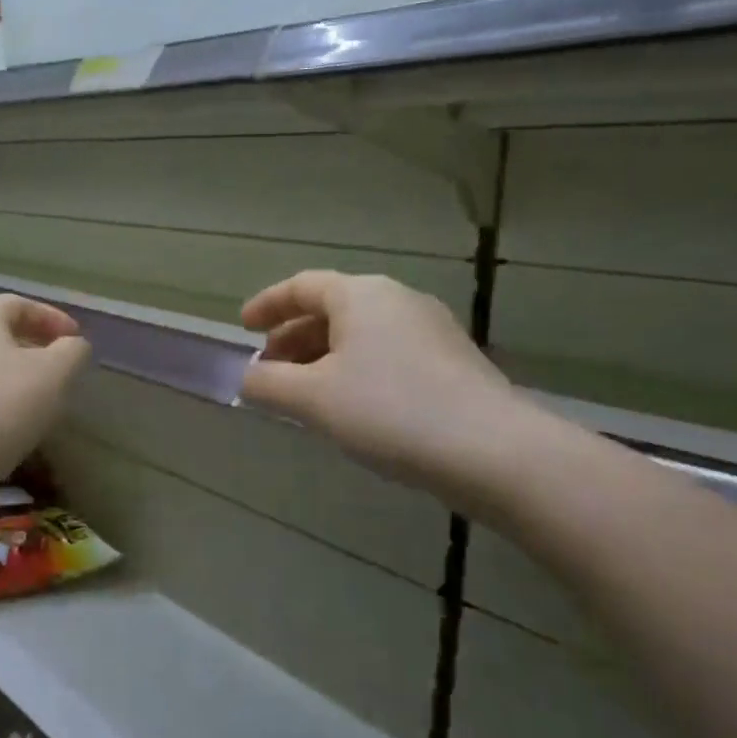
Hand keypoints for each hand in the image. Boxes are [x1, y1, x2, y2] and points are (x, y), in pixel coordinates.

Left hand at [0, 295, 91, 481]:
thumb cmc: (2, 404)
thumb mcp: (55, 373)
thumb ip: (72, 352)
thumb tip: (73, 345)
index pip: (18, 304)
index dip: (51, 317)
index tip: (75, 338)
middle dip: (29, 344)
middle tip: (55, 364)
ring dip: (7, 373)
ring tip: (34, 396)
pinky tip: (5, 422)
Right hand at [240, 271, 533, 500]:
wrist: (494, 451)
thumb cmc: (390, 411)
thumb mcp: (314, 399)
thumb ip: (269, 384)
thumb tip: (247, 378)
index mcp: (361, 295)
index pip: (302, 286)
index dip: (267, 305)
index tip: (243, 328)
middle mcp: (397, 300)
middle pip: (331, 309)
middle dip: (292, 338)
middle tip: (268, 370)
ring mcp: (431, 329)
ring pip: (361, 334)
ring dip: (323, 357)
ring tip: (303, 393)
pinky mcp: (451, 361)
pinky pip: (387, 353)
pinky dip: (356, 370)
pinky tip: (351, 407)